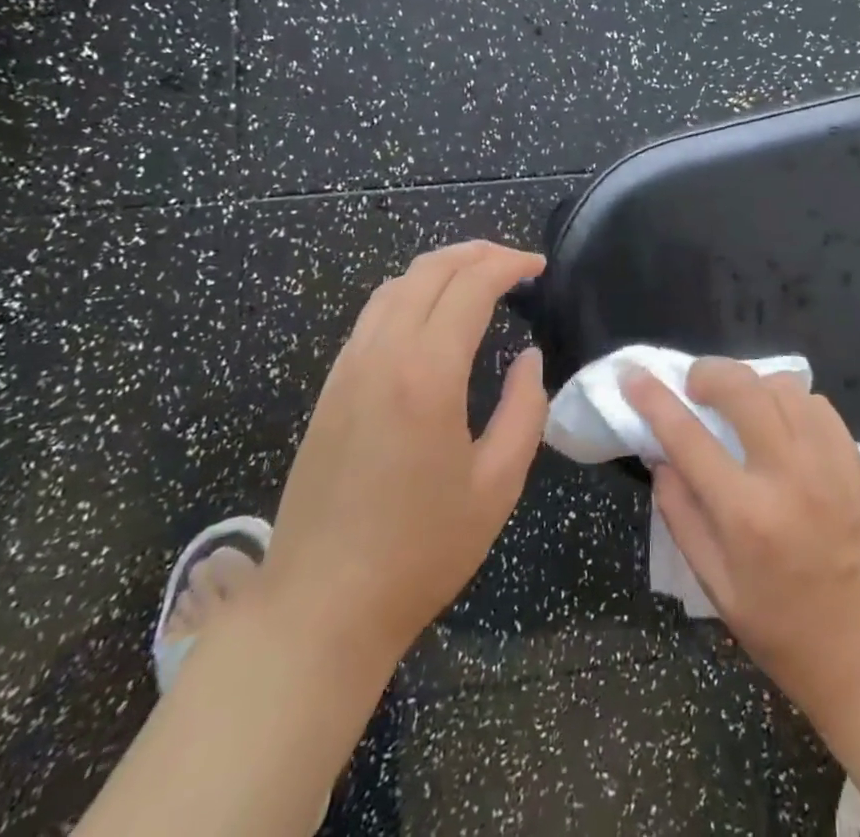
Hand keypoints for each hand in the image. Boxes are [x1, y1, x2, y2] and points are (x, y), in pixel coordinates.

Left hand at [260, 241, 548, 668]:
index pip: (471, 285)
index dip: (509, 265)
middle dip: (477, 254)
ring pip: (395, 286)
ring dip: (441, 269)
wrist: (320, 605)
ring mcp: (349, 368)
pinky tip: (430, 316)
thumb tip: (529, 359)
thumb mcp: (497, 485)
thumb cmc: (420, 551)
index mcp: (427, 374)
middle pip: (430, 270)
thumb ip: (524, 410)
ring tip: (478, 279)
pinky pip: (372, 315)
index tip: (539, 267)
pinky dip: (409, 293)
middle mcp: (383, 355)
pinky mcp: (330, 387)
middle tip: (515, 264)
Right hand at [623, 359, 859, 723]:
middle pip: (742, 389)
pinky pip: (817, 403)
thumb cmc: (781, 629)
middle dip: (709, 372)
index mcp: (746, 515)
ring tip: (738, 403)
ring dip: (751, 384)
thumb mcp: (715, 586)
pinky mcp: (856, 461)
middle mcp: (788, 476)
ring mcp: (828, 463)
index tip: (634, 376)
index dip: (654, 400)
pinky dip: (791, 400)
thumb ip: (681, 515)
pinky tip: (781, 420)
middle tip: (695, 385)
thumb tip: (661, 458)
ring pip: (782, 386)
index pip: (688, 437)